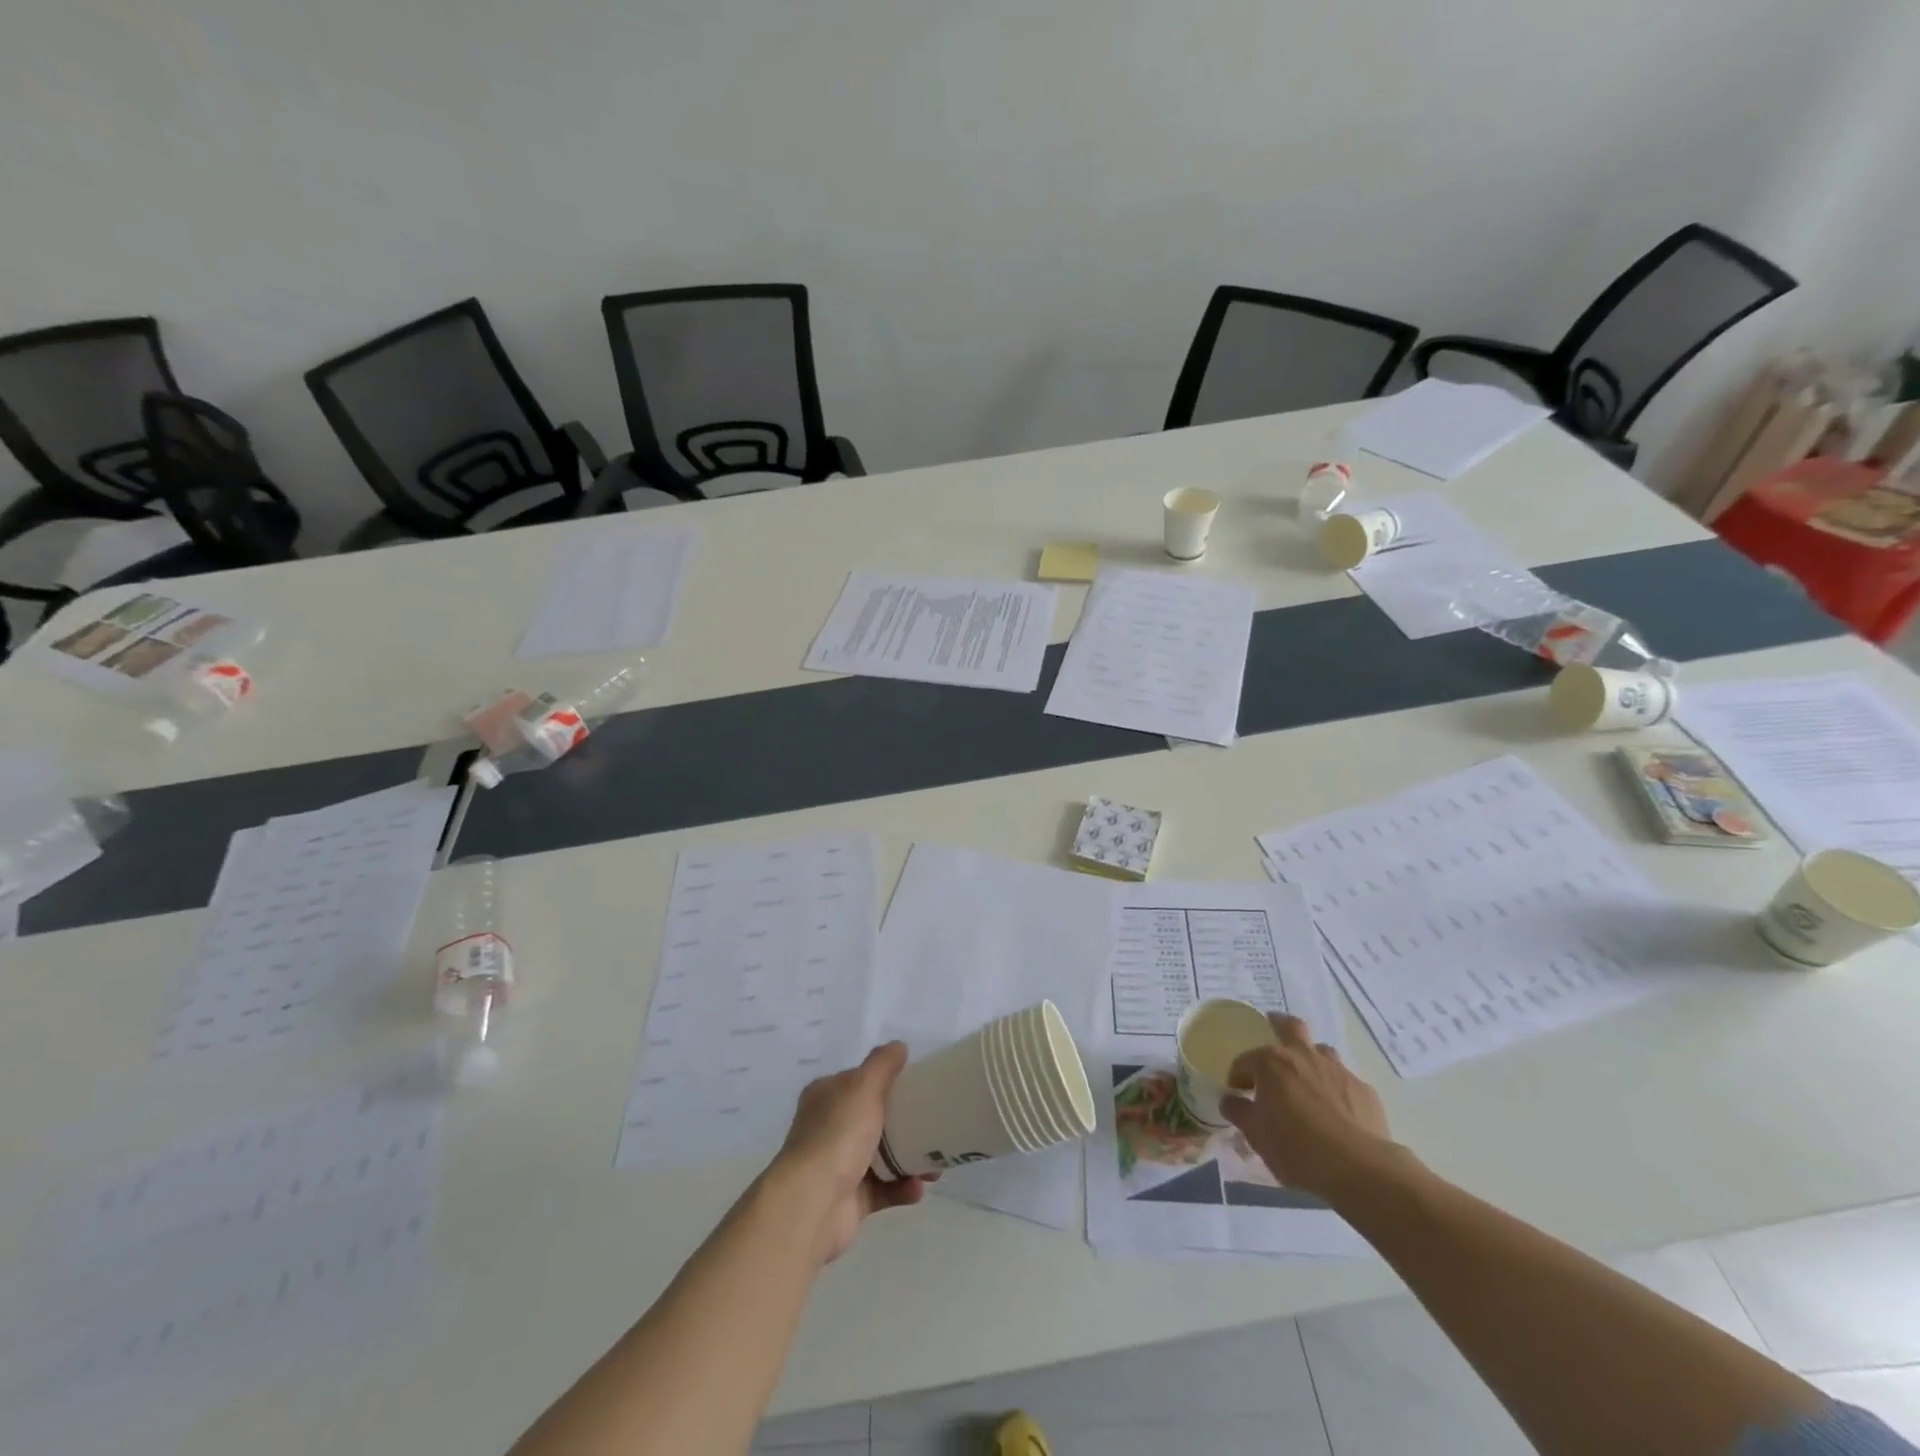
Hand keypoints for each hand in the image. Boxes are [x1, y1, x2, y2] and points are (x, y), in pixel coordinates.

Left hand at [770, 1042, 930, 1262]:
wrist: (812, 1203)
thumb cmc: (838, 1135)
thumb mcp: (863, 1086)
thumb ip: (883, 1063)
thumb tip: (900, 1046)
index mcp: (827, 1096)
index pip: (860, 1081)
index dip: (887, 1081)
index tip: (917, 1086)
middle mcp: (830, 1128)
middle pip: (874, 1118)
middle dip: (906, 1123)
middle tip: (934, 1126)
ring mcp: (839, 1165)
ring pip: (883, 1157)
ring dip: (910, 1158)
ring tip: (936, 1166)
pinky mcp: (850, 1199)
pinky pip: (884, 1189)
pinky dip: (903, 1187)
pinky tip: (919, 1187)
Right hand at [1222, 1014, 1401, 1200]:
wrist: (1358, 1169)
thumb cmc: (1296, 1148)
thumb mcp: (1256, 1135)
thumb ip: (1239, 1112)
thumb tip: (1230, 1100)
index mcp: (1271, 1063)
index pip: (1245, 1062)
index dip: (1238, 1077)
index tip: (1238, 1094)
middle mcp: (1304, 1056)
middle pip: (1291, 1027)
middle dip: (1279, 1024)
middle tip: (1273, 1028)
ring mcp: (1337, 1070)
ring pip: (1322, 1051)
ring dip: (1312, 1058)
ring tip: (1308, 1078)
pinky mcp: (1364, 1090)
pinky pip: (1345, 1081)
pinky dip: (1336, 1089)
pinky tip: (1337, 1111)